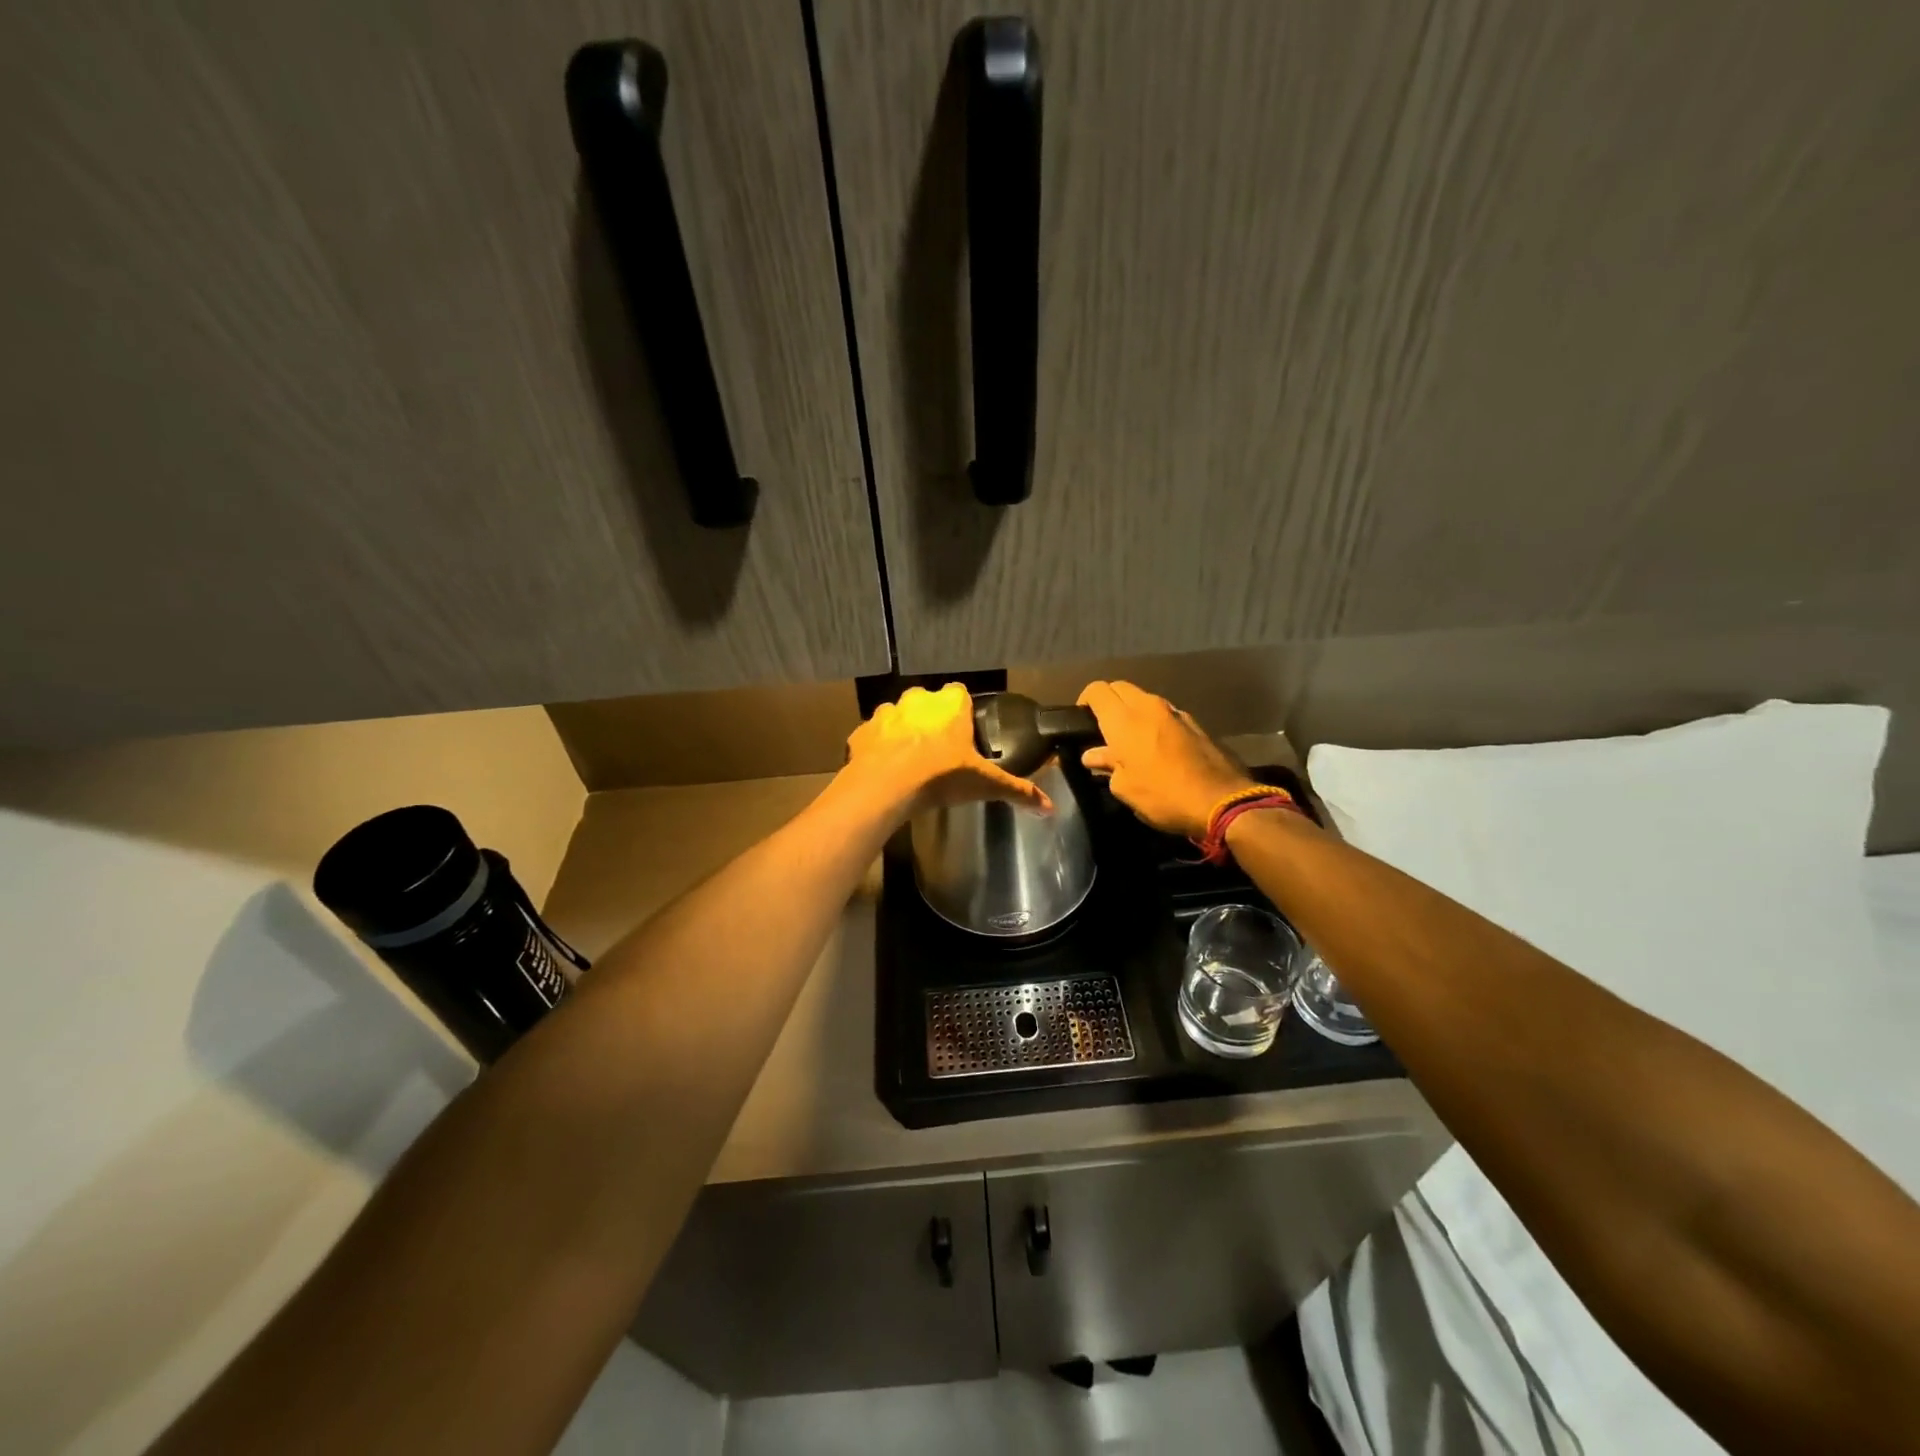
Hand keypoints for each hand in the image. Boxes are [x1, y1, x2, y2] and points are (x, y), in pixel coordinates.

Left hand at [843, 684, 1051, 818]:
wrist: (886, 786)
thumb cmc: (941, 776)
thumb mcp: (985, 784)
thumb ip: (1017, 790)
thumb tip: (1050, 808)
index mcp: (950, 704)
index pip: (960, 694)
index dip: (962, 713)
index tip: (964, 735)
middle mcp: (918, 699)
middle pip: (928, 703)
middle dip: (932, 721)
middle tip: (939, 751)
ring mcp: (886, 712)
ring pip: (898, 716)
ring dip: (903, 732)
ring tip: (910, 762)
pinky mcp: (862, 731)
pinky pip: (873, 736)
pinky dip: (878, 748)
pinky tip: (885, 769)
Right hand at [1077, 681, 1255, 837]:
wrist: (1222, 801)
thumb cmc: (1163, 796)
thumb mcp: (1125, 788)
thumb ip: (1107, 765)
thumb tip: (1094, 755)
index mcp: (1124, 719)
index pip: (1097, 690)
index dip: (1084, 702)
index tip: (1081, 722)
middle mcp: (1148, 706)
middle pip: (1120, 688)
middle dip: (1108, 703)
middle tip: (1103, 730)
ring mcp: (1175, 712)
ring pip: (1144, 699)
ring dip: (1133, 712)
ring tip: (1130, 740)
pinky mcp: (1195, 723)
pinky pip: (1165, 713)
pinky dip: (1154, 722)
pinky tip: (1157, 748)